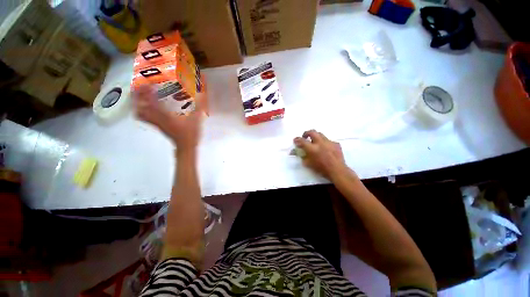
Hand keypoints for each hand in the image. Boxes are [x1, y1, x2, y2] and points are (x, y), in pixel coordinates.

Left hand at [134, 85, 205, 152]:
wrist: (185, 146)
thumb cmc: (190, 133)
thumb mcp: (196, 119)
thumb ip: (199, 108)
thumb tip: (201, 96)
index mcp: (165, 115)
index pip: (151, 101)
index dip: (147, 91)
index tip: (147, 82)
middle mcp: (157, 118)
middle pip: (140, 106)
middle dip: (137, 96)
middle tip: (140, 87)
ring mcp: (156, 123)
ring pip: (140, 113)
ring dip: (137, 104)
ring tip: (141, 96)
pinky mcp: (158, 126)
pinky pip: (145, 117)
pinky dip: (143, 111)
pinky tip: (148, 107)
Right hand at [294, 130, 347, 178]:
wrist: (338, 171)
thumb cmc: (322, 169)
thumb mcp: (309, 164)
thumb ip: (303, 157)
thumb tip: (298, 153)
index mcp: (312, 148)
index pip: (302, 141)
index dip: (297, 139)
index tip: (295, 140)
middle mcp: (320, 142)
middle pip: (312, 132)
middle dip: (307, 133)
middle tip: (305, 137)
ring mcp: (329, 142)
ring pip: (321, 134)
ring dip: (316, 137)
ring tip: (315, 142)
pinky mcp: (336, 144)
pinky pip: (328, 141)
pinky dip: (325, 143)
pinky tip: (326, 148)